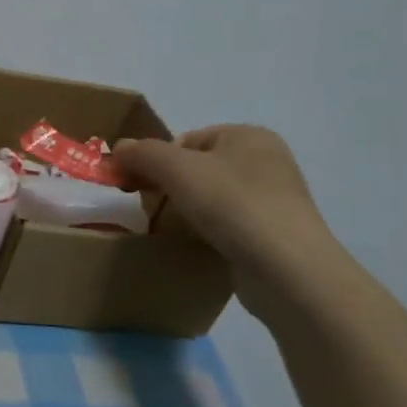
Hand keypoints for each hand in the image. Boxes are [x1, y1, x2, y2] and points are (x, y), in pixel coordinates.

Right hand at [116, 125, 339, 312]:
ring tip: (173, 230)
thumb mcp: (177, 169)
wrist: (287, 270)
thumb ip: (143, 153)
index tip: (139, 188)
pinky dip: (208, 232)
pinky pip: (227, 225)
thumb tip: (119, 148)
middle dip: (169, 187)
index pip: (186, 140)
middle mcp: (266, 161)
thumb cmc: (233, 205)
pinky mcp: (272, 234)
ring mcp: (273, 199)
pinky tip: (198, 246)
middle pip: (197, 168)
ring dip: (187, 212)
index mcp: (249, 135)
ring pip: (211, 198)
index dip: (156, 161)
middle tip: (151, 210)